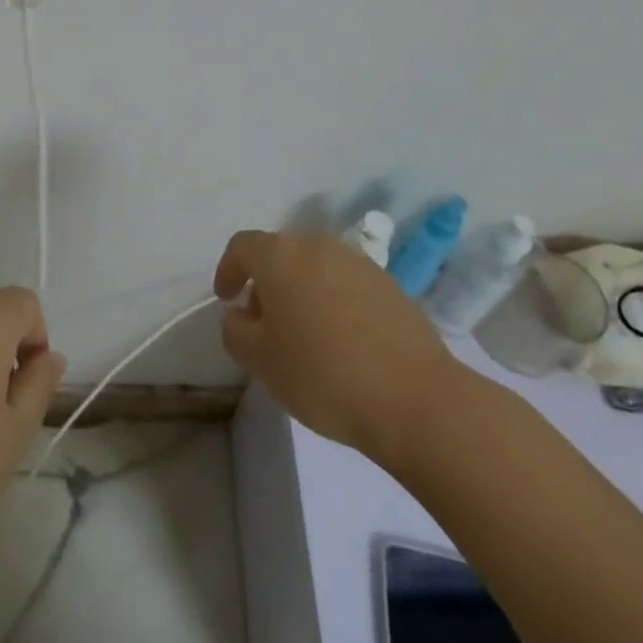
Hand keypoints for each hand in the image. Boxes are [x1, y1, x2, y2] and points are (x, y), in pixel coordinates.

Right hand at [214, 230, 462, 464]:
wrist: (415, 398)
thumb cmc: (323, 375)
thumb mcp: (260, 361)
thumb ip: (236, 330)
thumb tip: (241, 315)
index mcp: (281, 255)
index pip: (242, 246)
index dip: (228, 269)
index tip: (227, 299)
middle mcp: (318, 245)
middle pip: (281, 253)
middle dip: (267, 282)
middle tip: (265, 322)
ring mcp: (358, 262)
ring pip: (316, 267)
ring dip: (302, 291)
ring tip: (306, 335)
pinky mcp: (390, 285)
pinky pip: (347, 284)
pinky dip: (335, 302)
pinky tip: (343, 342)